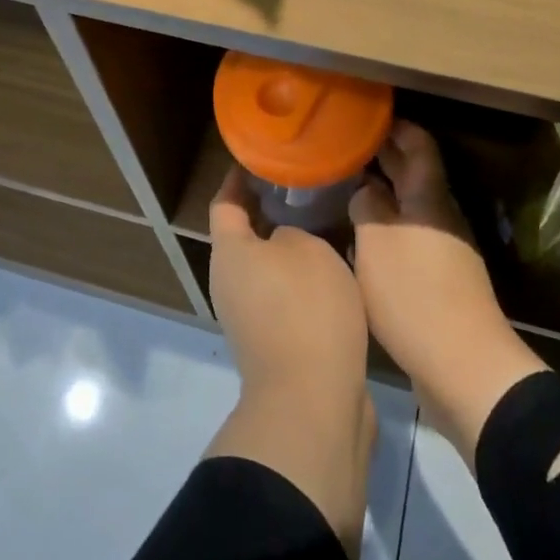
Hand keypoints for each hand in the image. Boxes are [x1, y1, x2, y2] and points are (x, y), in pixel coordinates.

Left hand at [205, 167, 376, 554]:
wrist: (313, 402)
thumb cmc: (305, 309)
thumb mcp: (306, 248)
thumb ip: (292, 231)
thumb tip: (284, 241)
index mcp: (229, 253)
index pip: (225, 202)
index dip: (238, 178)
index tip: (259, 157)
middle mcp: (230, 283)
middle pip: (244, 236)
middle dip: (270, 211)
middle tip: (304, 187)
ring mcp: (250, 317)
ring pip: (267, 267)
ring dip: (290, 246)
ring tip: (325, 222)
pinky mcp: (274, 343)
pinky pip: (284, 295)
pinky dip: (302, 279)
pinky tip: (334, 268)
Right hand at [350, 121, 547, 465]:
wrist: (463, 366)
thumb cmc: (414, 294)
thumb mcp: (376, 242)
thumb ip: (367, 206)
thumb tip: (365, 190)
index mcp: (429, 197)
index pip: (418, 144)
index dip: (396, 127)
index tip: (366, 117)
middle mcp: (440, 216)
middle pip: (414, 174)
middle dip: (383, 157)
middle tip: (346, 147)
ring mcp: (443, 249)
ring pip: (409, 207)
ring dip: (382, 194)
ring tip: (344, 189)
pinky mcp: (439, 280)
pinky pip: (409, 238)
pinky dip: (386, 228)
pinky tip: (359, 238)